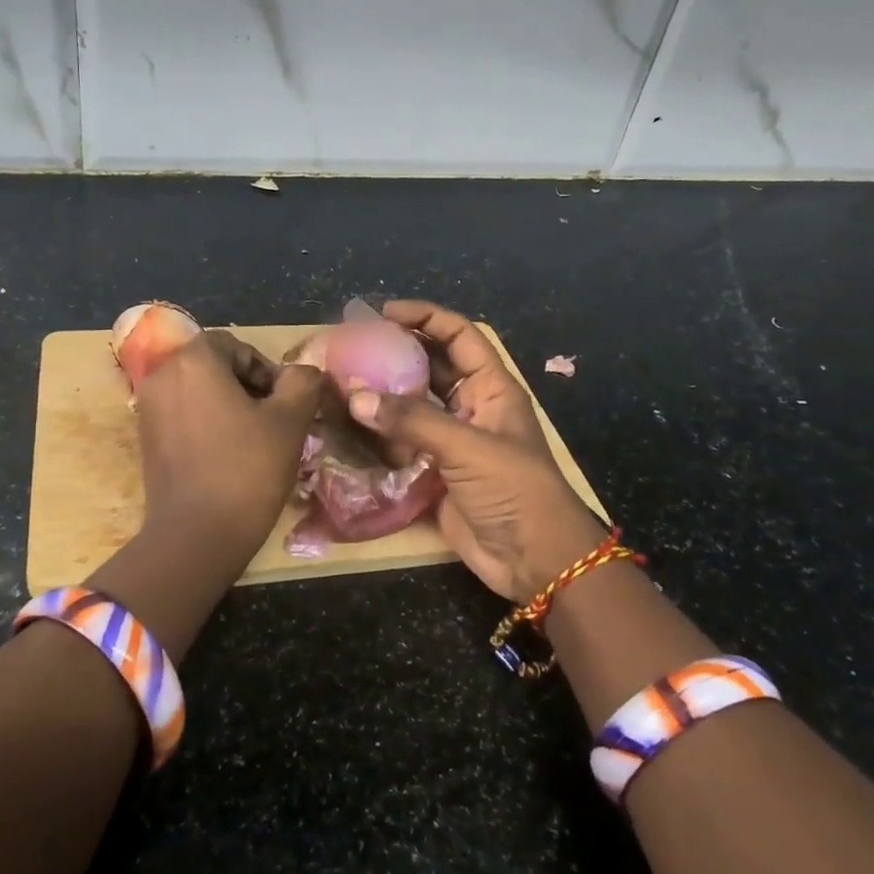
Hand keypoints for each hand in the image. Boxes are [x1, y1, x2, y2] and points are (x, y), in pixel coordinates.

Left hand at [132, 330, 323, 574]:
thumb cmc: (246, 470)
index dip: (265, 369)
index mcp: (193, 361)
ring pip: (197, 392)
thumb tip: (302, 373)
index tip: (284, 402)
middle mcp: (162, 375)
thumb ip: (302, 383)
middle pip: (213, 366)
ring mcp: (148, 408)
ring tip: (254, 439)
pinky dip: (206, 424)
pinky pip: (182, 415)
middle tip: (274, 419)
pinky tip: (228, 455)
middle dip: (246, 386)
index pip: (235, 346)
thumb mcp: (290, 421)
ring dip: (227, 405)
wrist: (196, 536)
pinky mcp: (145, 439)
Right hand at [346, 300, 604, 603]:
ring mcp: (450, 442)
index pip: (459, 336)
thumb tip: (355, 397)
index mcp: (491, 388)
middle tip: (351, 347)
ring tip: (339, 382)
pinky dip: (377, 436)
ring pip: (411, 407)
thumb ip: (412, 420)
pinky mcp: (433, 473)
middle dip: (395, 355)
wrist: (534, 560)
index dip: (426, 317)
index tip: (383, 313)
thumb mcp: (468, 446)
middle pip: (429, 368)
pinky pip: (401, 445)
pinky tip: (347, 426)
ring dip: (380, 396)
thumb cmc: (514, 489)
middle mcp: (469, 408)